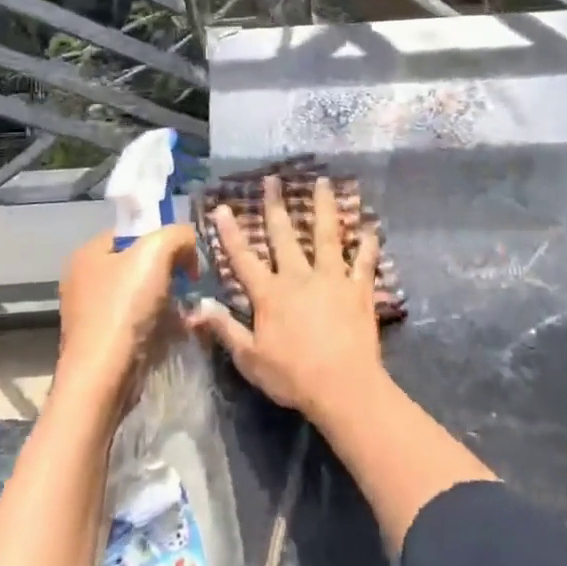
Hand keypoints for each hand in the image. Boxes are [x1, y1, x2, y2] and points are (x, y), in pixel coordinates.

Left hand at [56, 225, 197, 403]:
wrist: (103, 378)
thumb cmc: (124, 309)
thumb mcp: (156, 252)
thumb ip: (178, 235)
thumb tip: (189, 245)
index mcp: (88, 253)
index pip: (133, 232)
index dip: (163, 238)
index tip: (186, 257)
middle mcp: (84, 280)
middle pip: (140, 264)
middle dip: (169, 272)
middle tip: (190, 284)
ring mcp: (92, 314)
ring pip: (143, 295)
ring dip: (169, 300)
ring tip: (187, 311)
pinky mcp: (104, 342)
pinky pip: (140, 322)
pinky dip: (160, 325)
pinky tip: (176, 332)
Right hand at [190, 175, 384, 419]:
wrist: (342, 386)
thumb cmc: (292, 376)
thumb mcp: (249, 358)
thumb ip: (225, 329)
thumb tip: (196, 306)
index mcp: (270, 294)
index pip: (244, 258)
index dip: (230, 233)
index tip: (222, 206)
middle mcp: (299, 277)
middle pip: (284, 235)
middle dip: (276, 206)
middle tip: (273, 180)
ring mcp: (332, 278)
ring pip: (327, 235)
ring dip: (324, 207)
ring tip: (324, 181)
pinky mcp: (358, 288)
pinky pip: (364, 261)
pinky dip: (368, 244)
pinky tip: (370, 226)